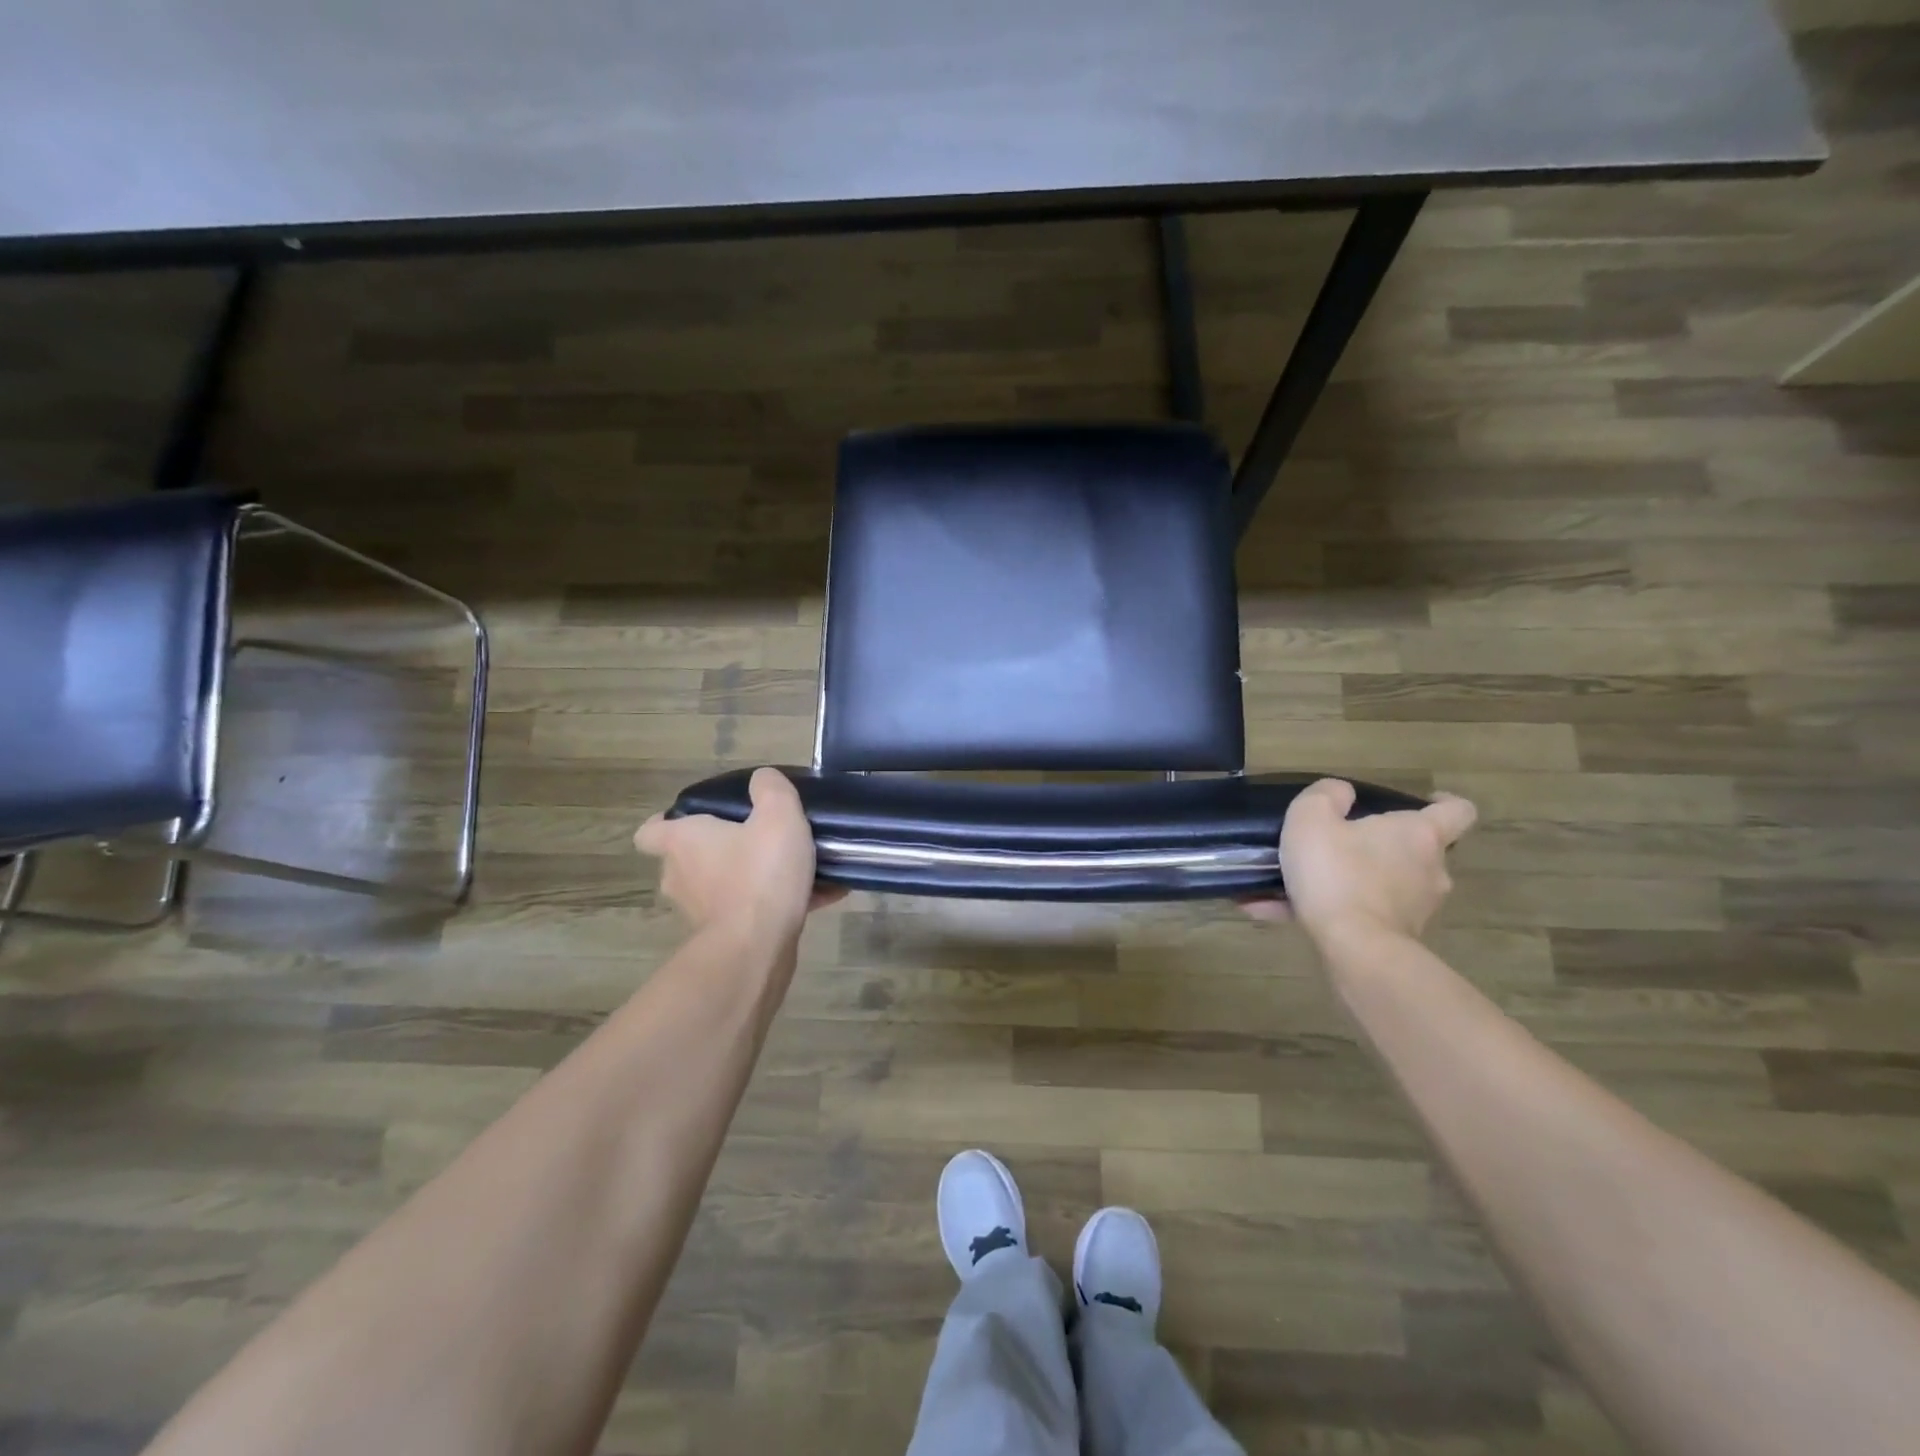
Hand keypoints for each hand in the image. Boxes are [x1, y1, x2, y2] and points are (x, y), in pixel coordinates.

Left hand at [634, 768, 844, 943]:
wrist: (758, 948)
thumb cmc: (759, 873)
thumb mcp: (777, 815)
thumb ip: (771, 789)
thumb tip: (764, 779)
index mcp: (683, 842)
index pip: (650, 831)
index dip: (668, 822)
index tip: (701, 819)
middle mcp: (681, 877)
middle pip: (692, 859)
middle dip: (724, 850)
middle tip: (762, 839)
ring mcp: (700, 912)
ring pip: (725, 886)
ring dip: (755, 878)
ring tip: (798, 868)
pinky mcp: (725, 938)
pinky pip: (752, 911)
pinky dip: (777, 904)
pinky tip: (821, 894)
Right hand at [1243, 779, 1476, 945]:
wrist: (1355, 949)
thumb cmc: (1337, 873)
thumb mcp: (1313, 818)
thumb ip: (1325, 795)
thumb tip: (1341, 793)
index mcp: (1418, 834)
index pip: (1457, 811)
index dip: (1444, 802)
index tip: (1424, 801)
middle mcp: (1429, 870)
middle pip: (1415, 850)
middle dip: (1381, 846)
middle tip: (1340, 843)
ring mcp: (1416, 908)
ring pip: (1383, 885)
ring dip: (1348, 881)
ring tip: (1298, 882)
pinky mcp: (1396, 937)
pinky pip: (1360, 914)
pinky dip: (1328, 911)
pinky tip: (1277, 911)